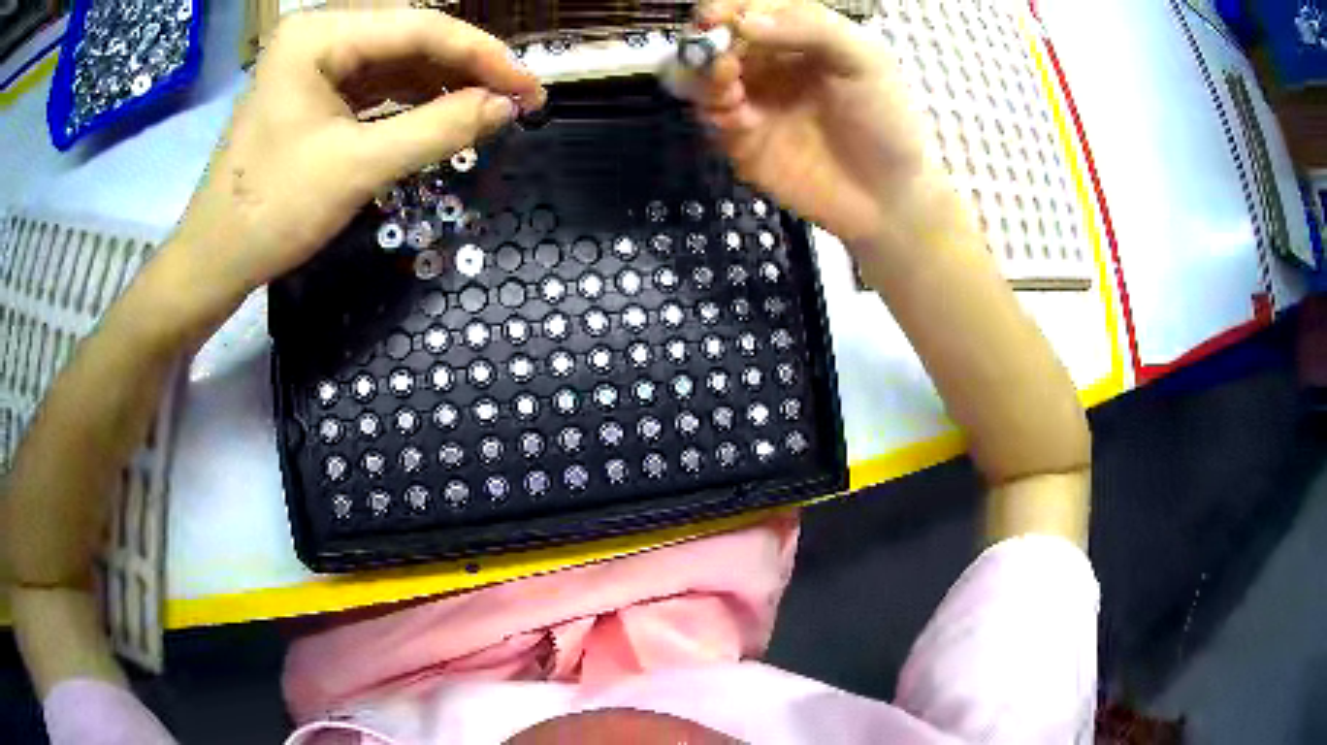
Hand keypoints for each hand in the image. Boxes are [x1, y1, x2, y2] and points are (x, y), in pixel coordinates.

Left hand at [171, 10, 544, 315]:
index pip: (420, 28)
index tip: (531, 87)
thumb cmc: (272, 212)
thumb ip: (439, 128)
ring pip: (397, 61)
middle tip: (519, 99)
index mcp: (319, 35)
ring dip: (445, 84)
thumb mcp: (358, 167)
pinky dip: (413, 100)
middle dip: (466, 69)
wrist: (214, 261)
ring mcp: (314, 62)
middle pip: (410, 39)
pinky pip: (376, 85)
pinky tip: (447, 112)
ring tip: (492, 108)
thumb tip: (509, 106)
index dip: (483, 56)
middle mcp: (319, 34)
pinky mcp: (314, 91)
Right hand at [694, 0, 929, 244]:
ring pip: (702, 77)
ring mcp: (754, 101)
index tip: (712, 19)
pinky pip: (710, 118)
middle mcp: (770, 63)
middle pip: (716, 40)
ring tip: (728, 91)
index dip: (725, 9)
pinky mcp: (742, 140)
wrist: (887, 198)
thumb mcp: (864, 60)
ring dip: (703, 79)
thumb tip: (743, 21)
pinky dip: (714, 113)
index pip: (749, 10)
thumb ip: (810, 28)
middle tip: (723, 64)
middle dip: (707, 46)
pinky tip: (740, 120)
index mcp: (799, 36)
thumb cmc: (886, 121)